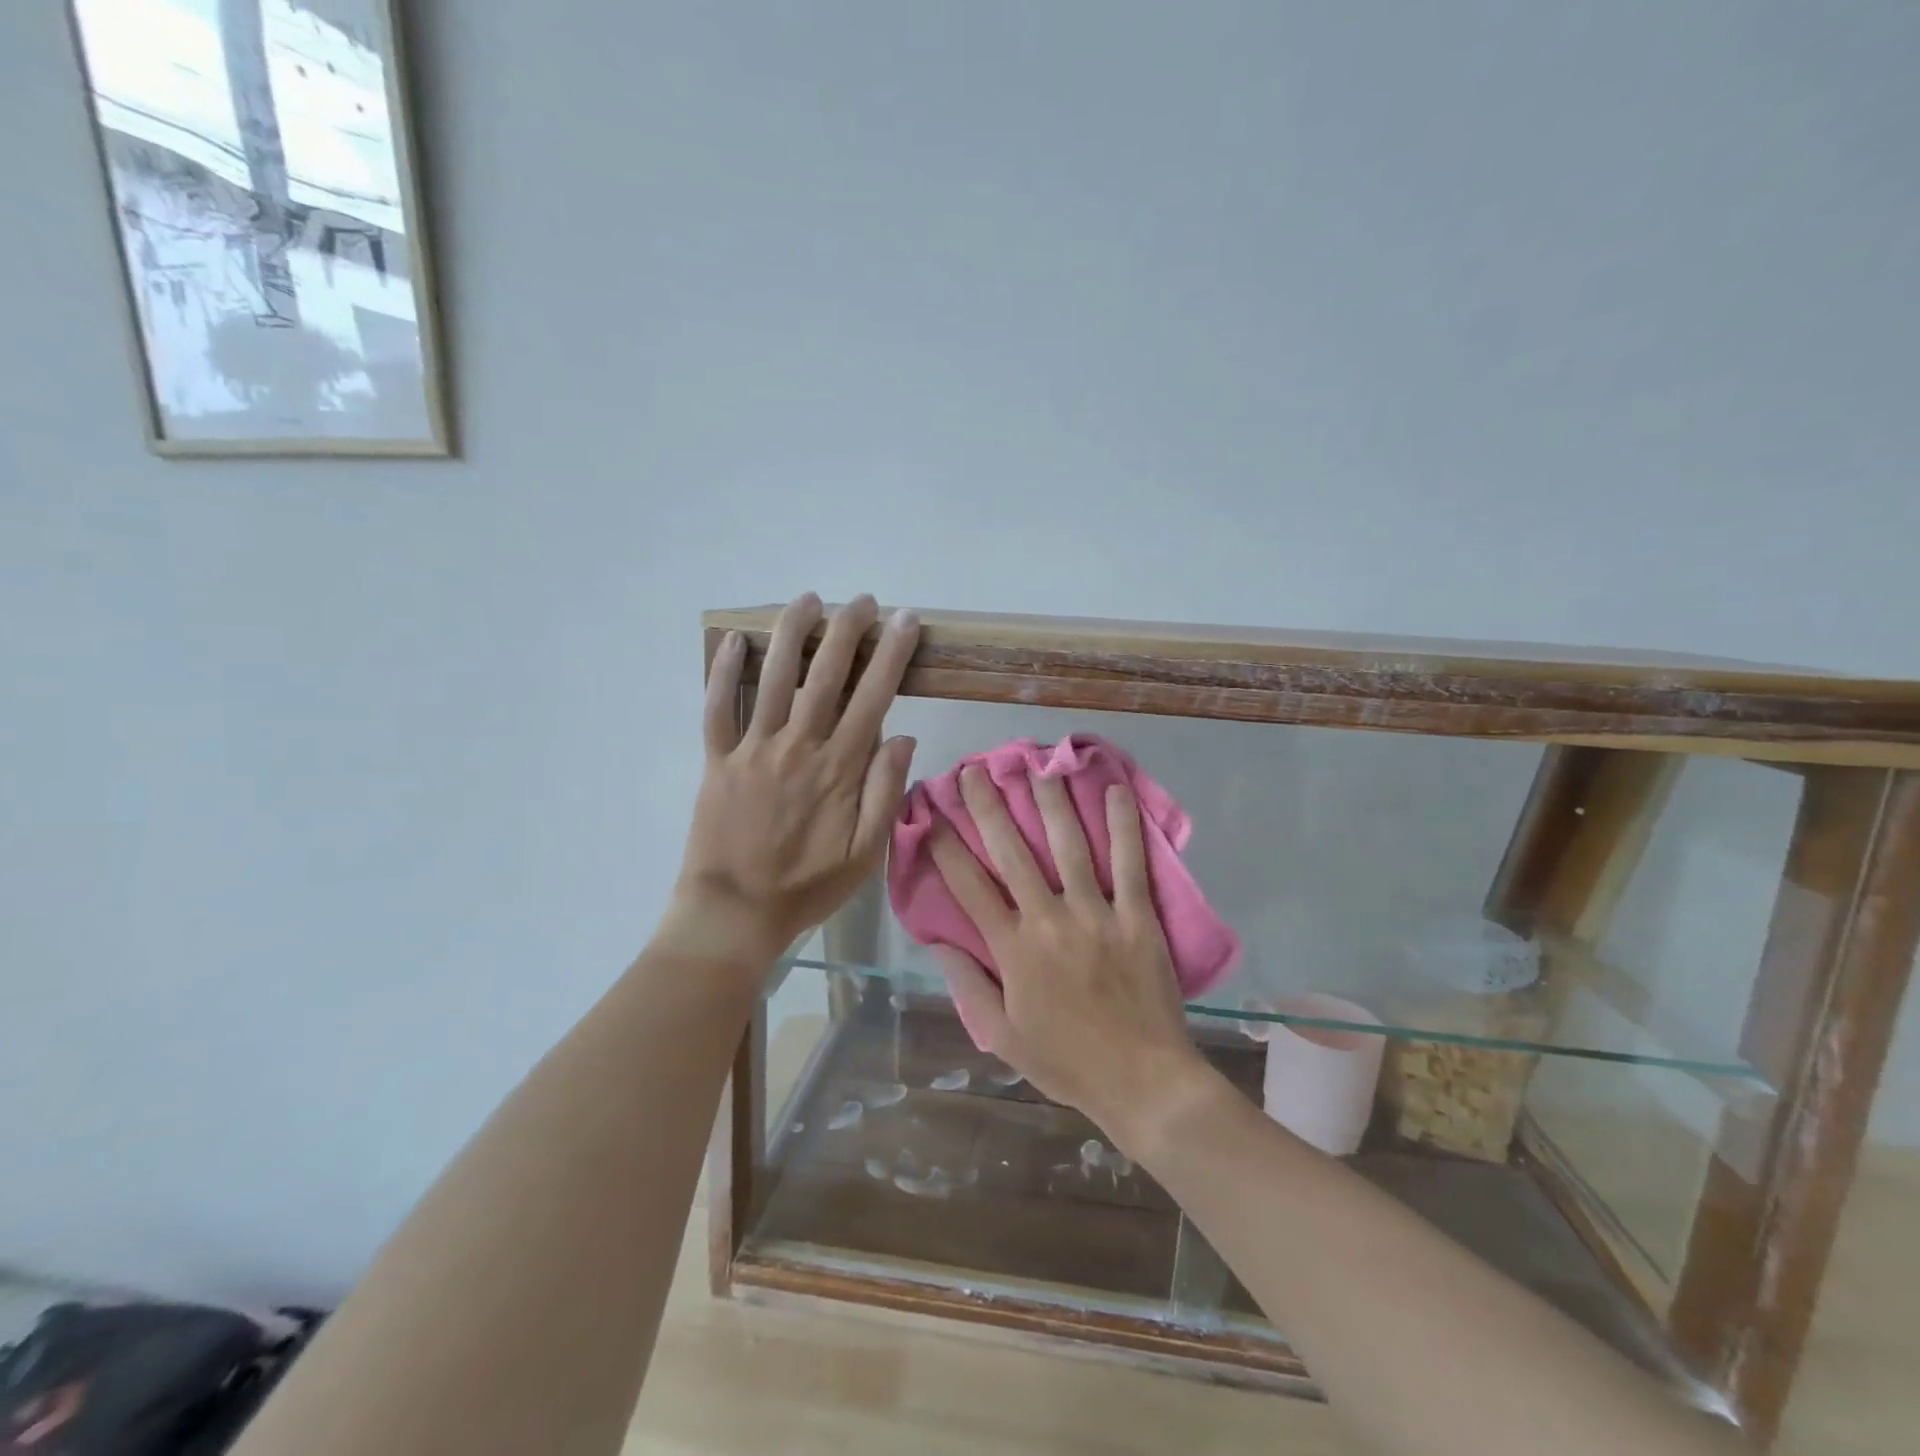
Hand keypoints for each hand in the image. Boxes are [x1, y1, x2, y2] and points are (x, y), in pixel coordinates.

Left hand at [675, 593, 919, 961]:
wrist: (735, 912)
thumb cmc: (808, 886)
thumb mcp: (866, 854)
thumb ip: (886, 793)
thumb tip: (904, 736)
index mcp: (838, 768)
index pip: (873, 697)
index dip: (891, 654)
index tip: (905, 621)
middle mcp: (797, 746)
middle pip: (825, 674)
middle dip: (847, 631)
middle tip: (862, 601)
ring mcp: (753, 749)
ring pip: (773, 678)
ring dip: (792, 634)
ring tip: (808, 600)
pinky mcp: (718, 760)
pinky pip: (717, 708)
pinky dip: (723, 672)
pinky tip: (734, 639)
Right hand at [928, 765, 1212, 1144]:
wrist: (1144, 1082)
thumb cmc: (1068, 1062)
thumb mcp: (1003, 1036)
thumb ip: (969, 986)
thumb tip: (939, 943)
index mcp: (1013, 950)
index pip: (969, 887)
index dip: (945, 846)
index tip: (930, 814)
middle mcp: (1049, 920)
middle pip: (1012, 852)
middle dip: (988, 807)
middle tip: (974, 770)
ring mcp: (1097, 915)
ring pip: (1069, 846)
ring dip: (1050, 802)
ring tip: (1037, 765)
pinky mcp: (1137, 917)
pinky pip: (1131, 863)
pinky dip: (1123, 826)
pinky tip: (1115, 791)